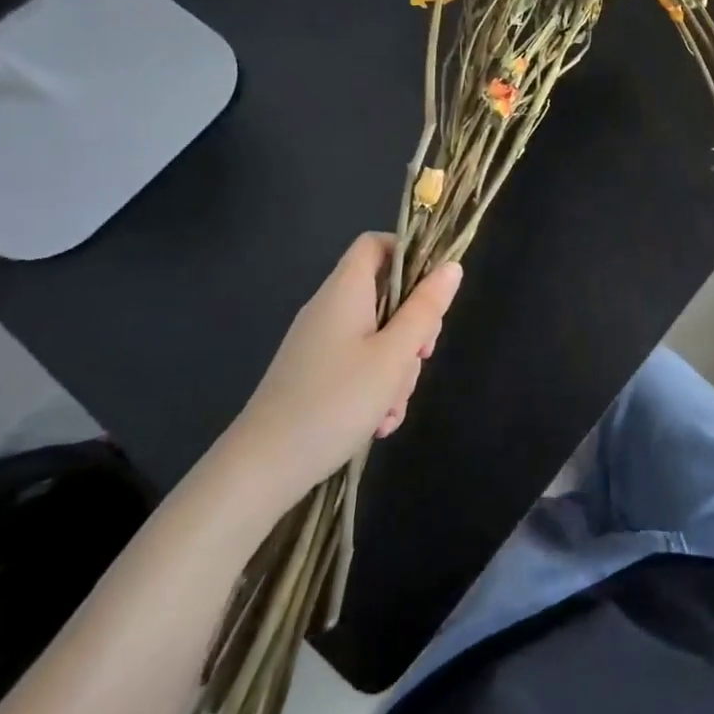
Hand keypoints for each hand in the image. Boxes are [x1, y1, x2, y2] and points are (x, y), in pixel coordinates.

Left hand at [222, 234, 461, 514]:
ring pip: (378, 336)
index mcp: (345, 291)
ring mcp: (320, 344)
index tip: (433, 289)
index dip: (408, 253)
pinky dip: (375, 387)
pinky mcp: (315, 375)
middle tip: (420, 357)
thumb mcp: (394, 355)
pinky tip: (378, 423)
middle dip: (413, 327)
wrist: (261, 469)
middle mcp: (331, 309)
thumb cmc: (335, 401)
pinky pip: (358, 365)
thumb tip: (451, 266)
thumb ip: (426, 309)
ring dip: (397, 368)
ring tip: (392, 408)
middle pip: (386, 295)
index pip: (376, 244)